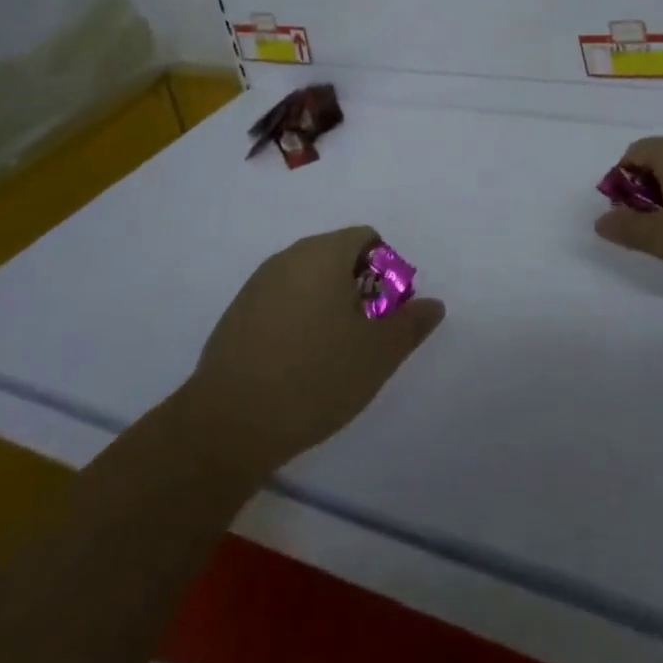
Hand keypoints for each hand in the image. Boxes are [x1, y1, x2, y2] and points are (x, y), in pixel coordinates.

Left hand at [187, 227, 445, 476]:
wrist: (229, 424)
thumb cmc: (315, 377)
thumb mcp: (378, 355)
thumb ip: (411, 324)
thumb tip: (434, 304)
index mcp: (324, 253)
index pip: (366, 237)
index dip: (387, 270)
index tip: (386, 313)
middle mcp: (289, 257)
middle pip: (336, 254)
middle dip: (359, 287)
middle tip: (365, 335)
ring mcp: (258, 284)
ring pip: (308, 278)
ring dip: (328, 303)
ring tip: (333, 353)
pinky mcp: (237, 313)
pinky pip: (281, 300)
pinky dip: (298, 318)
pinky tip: (297, 363)